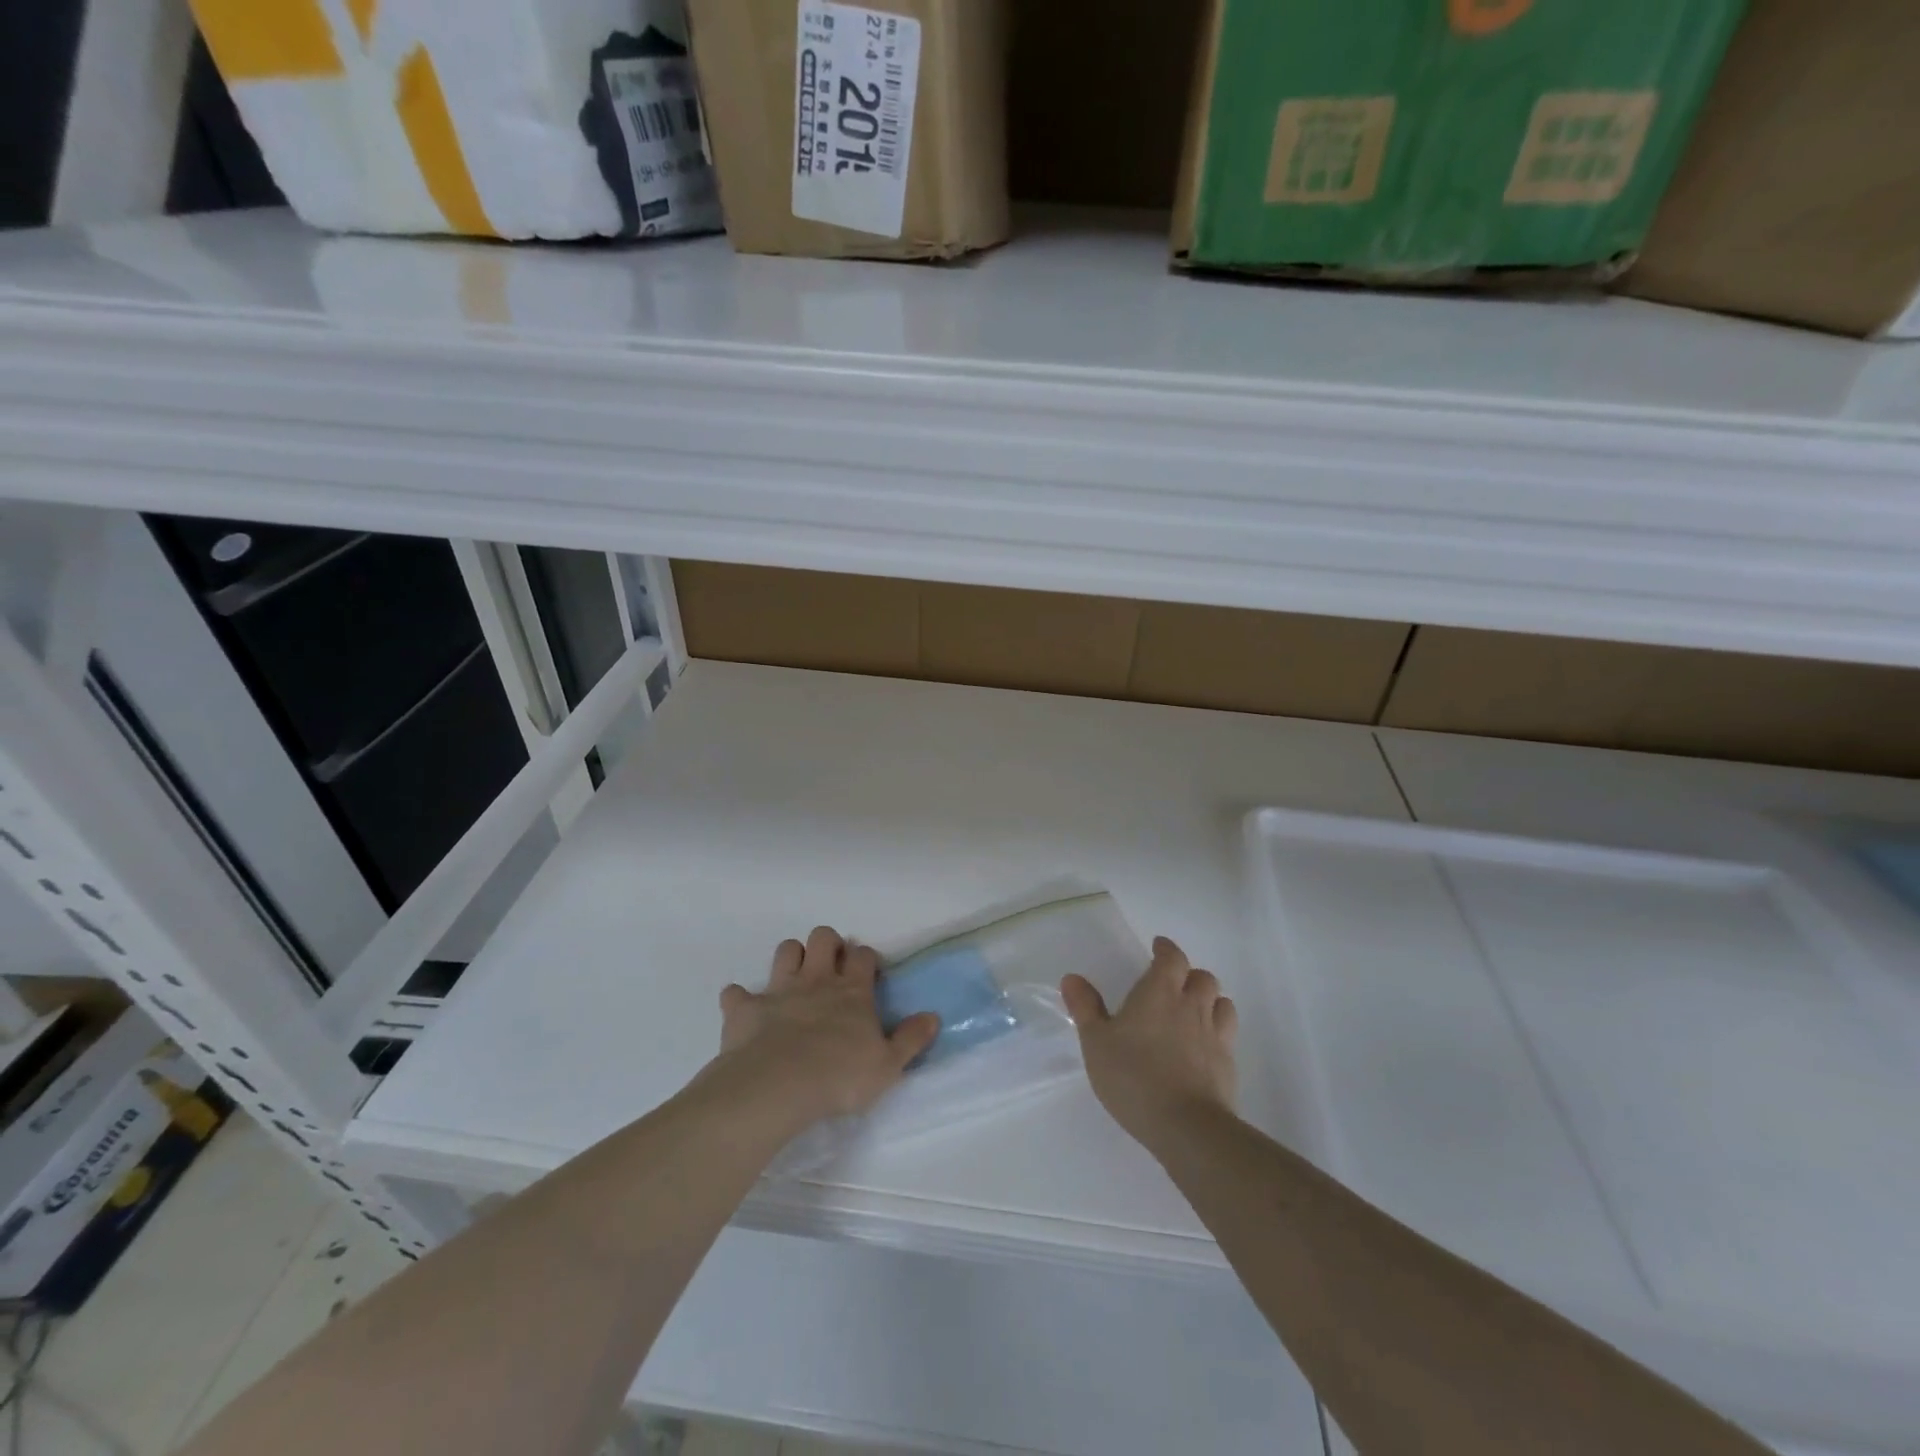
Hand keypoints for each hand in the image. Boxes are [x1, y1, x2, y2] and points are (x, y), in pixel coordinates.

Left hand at [702, 926, 940, 1133]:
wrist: (778, 1085)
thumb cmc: (839, 1076)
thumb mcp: (887, 1066)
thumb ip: (911, 1040)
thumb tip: (934, 1017)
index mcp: (852, 992)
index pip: (864, 957)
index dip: (866, 959)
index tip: (868, 972)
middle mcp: (817, 981)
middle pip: (823, 938)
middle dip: (828, 944)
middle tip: (832, 967)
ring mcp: (779, 990)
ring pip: (786, 950)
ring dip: (790, 958)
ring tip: (795, 979)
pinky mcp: (746, 1008)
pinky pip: (736, 993)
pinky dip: (740, 999)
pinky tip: (744, 1010)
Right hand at [1060, 937, 1237, 1151]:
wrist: (1186, 1126)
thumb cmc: (1133, 1076)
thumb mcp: (1096, 1042)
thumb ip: (1085, 1008)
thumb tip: (1072, 978)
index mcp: (1160, 992)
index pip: (1172, 958)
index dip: (1166, 950)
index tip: (1158, 948)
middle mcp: (1192, 1006)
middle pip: (1202, 977)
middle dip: (1189, 975)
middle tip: (1173, 984)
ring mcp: (1214, 1035)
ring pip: (1221, 1003)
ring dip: (1209, 999)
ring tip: (1194, 1010)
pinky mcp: (1227, 1064)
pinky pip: (1227, 1034)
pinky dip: (1217, 1030)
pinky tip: (1203, 1046)